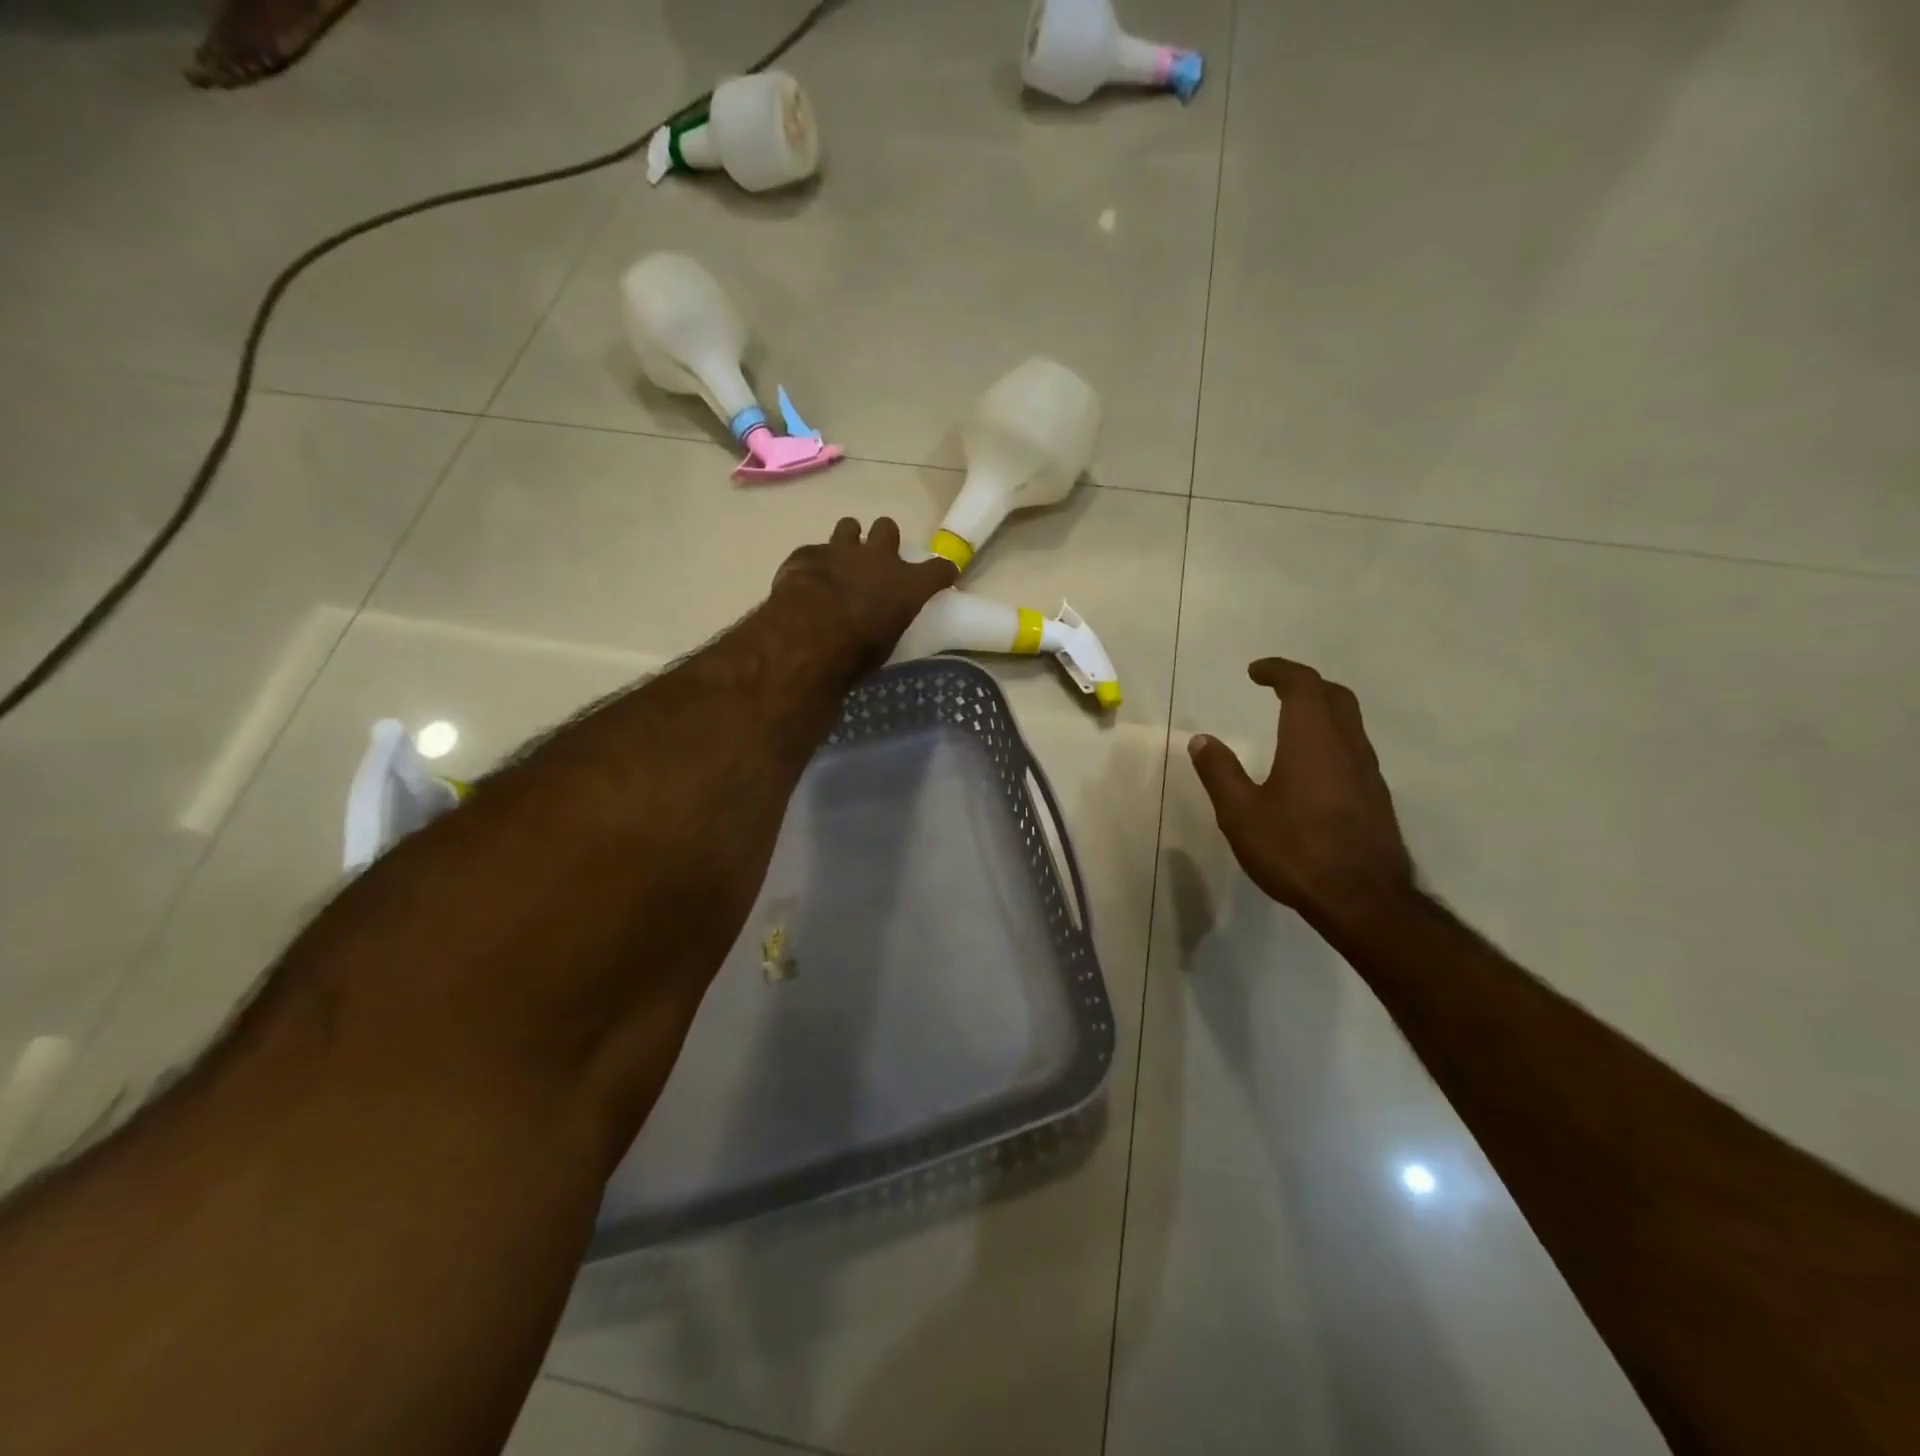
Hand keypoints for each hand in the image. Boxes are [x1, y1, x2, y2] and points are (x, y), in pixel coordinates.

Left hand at [772, 517, 957, 675]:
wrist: (808, 640)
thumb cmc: (856, 652)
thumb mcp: (886, 643)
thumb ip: (889, 620)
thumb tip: (884, 620)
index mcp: (907, 584)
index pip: (939, 569)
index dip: (942, 571)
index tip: (942, 576)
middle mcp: (878, 558)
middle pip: (888, 528)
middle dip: (884, 540)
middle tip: (877, 560)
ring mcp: (840, 551)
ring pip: (849, 526)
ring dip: (848, 541)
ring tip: (841, 561)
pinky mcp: (807, 554)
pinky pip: (813, 551)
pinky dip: (813, 564)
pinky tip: (806, 580)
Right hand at [1189, 658, 1415, 931]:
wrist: (1364, 899)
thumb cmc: (1295, 850)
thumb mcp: (1240, 813)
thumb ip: (1220, 772)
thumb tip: (1200, 740)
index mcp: (1312, 739)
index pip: (1302, 684)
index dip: (1279, 670)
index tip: (1254, 672)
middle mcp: (1346, 745)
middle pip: (1335, 695)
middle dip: (1305, 684)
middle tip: (1276, 689)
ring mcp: (1368, 771)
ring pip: (1349, 723)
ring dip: (1322, 711)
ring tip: (1291, 724)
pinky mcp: (1376, 797)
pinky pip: (1354, 750)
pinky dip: (1331, 740)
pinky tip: (1313, 768)